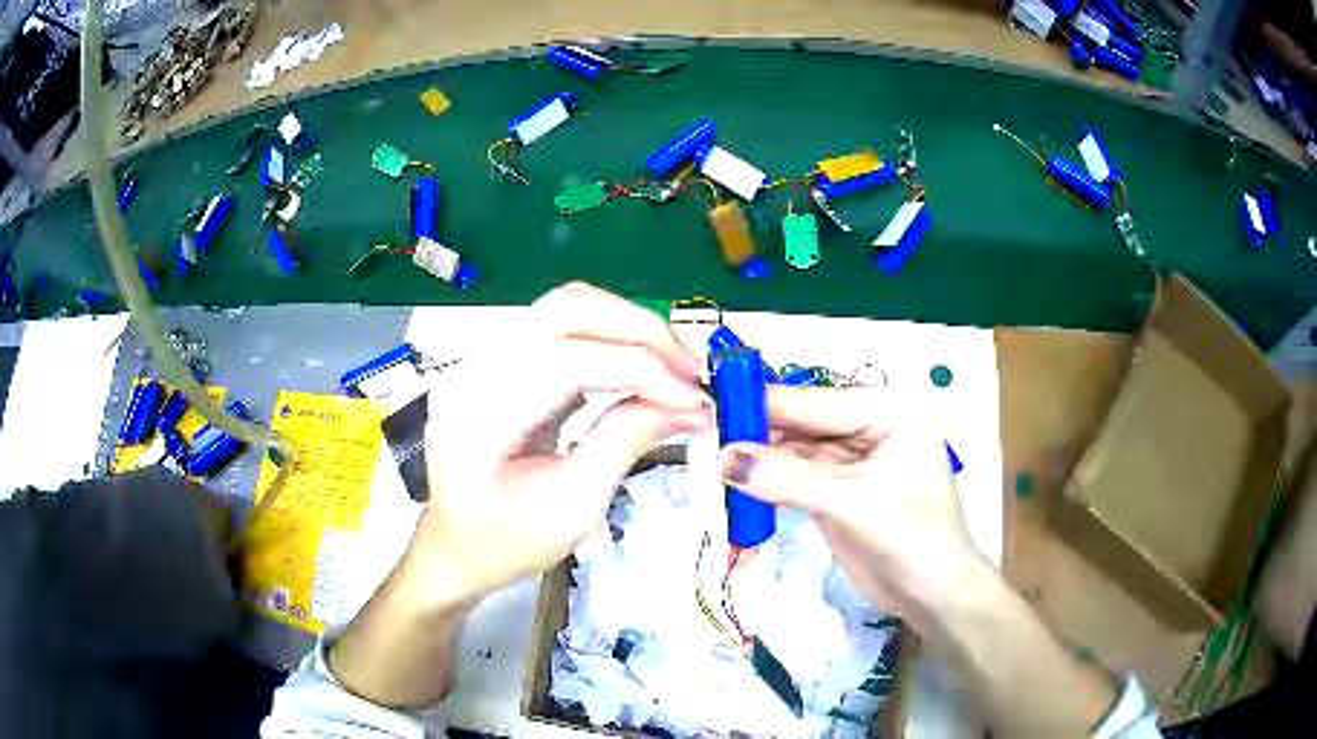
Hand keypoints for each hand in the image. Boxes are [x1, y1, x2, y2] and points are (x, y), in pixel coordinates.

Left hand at [328, 284, 709, 707]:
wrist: (456, 548)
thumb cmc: (506, 542)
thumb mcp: (574, 507)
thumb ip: (626, 442)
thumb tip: (688, 404)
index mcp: (480, 413)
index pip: (568, 360)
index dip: (641, 370)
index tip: (695, 399)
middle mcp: (475, 369)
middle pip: (566, 309)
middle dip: (640, 331)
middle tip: (692, 371)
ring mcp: (484, 358)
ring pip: (566, 306)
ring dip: (628, 327)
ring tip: (673, 366)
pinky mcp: (502, 361)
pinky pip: (561, 327)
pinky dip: (609, 337)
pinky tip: (639, 366)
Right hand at [718, 386, 1121, 735]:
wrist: (932, 597)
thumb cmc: (912, 541)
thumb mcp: (853, 506)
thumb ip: (788, 480)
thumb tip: (723, 457)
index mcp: (888, 408)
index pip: (813, 401)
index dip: (761, 405)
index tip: (706, 406)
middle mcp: (868, 423)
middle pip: (799, 423)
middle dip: (754, 435)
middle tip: (698, 439)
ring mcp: (850, 457)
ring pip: (791, 451)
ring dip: (755, 462)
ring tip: (706, 463)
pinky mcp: (836, 488)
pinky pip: (792, 477)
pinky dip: (765, 484)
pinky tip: (733, 485)